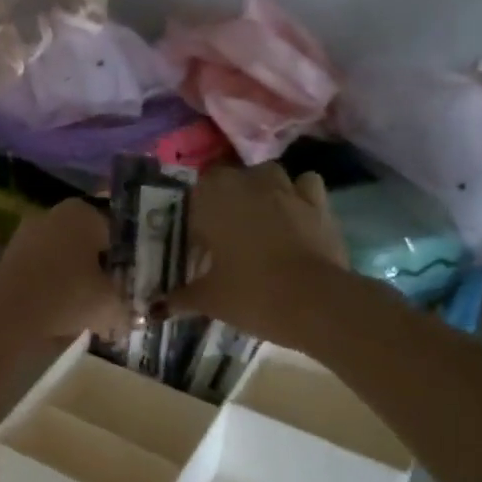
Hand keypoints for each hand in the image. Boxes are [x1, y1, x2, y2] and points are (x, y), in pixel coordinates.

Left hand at [0, 199, 128, 345]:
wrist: (9, 312)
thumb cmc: (69, 294)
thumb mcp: (111, 304)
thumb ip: (126, 308)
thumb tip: (134, 317)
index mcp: (84, 213)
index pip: (116, 231)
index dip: (127, 258)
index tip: (132, 283)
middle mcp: (54, 216)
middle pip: (86, 244)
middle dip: (98, 269)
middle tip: (112, 298)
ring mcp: (26, 236)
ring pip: (62, 259)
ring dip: (73, 281)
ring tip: (86, 312)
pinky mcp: (7, 260)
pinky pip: (40, 274)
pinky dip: (50, 290)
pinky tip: (60, 314)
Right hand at [167, 165, 347, 340]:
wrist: (314, 303)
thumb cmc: (250, 294)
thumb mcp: (209, 299)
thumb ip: (182, 297)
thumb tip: (161, 305)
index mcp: (214, 198)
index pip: (196, 194)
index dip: (197, 216)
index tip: (199, 243)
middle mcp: (249, 182)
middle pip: (231, 180)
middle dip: (227, 200)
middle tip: (226, 236)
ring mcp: (287, 188)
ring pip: (268, 176)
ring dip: (262, 191)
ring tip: (260, 221)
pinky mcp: (319, 203)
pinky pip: (305, 186)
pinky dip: (299, 196)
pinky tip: (295, 217)